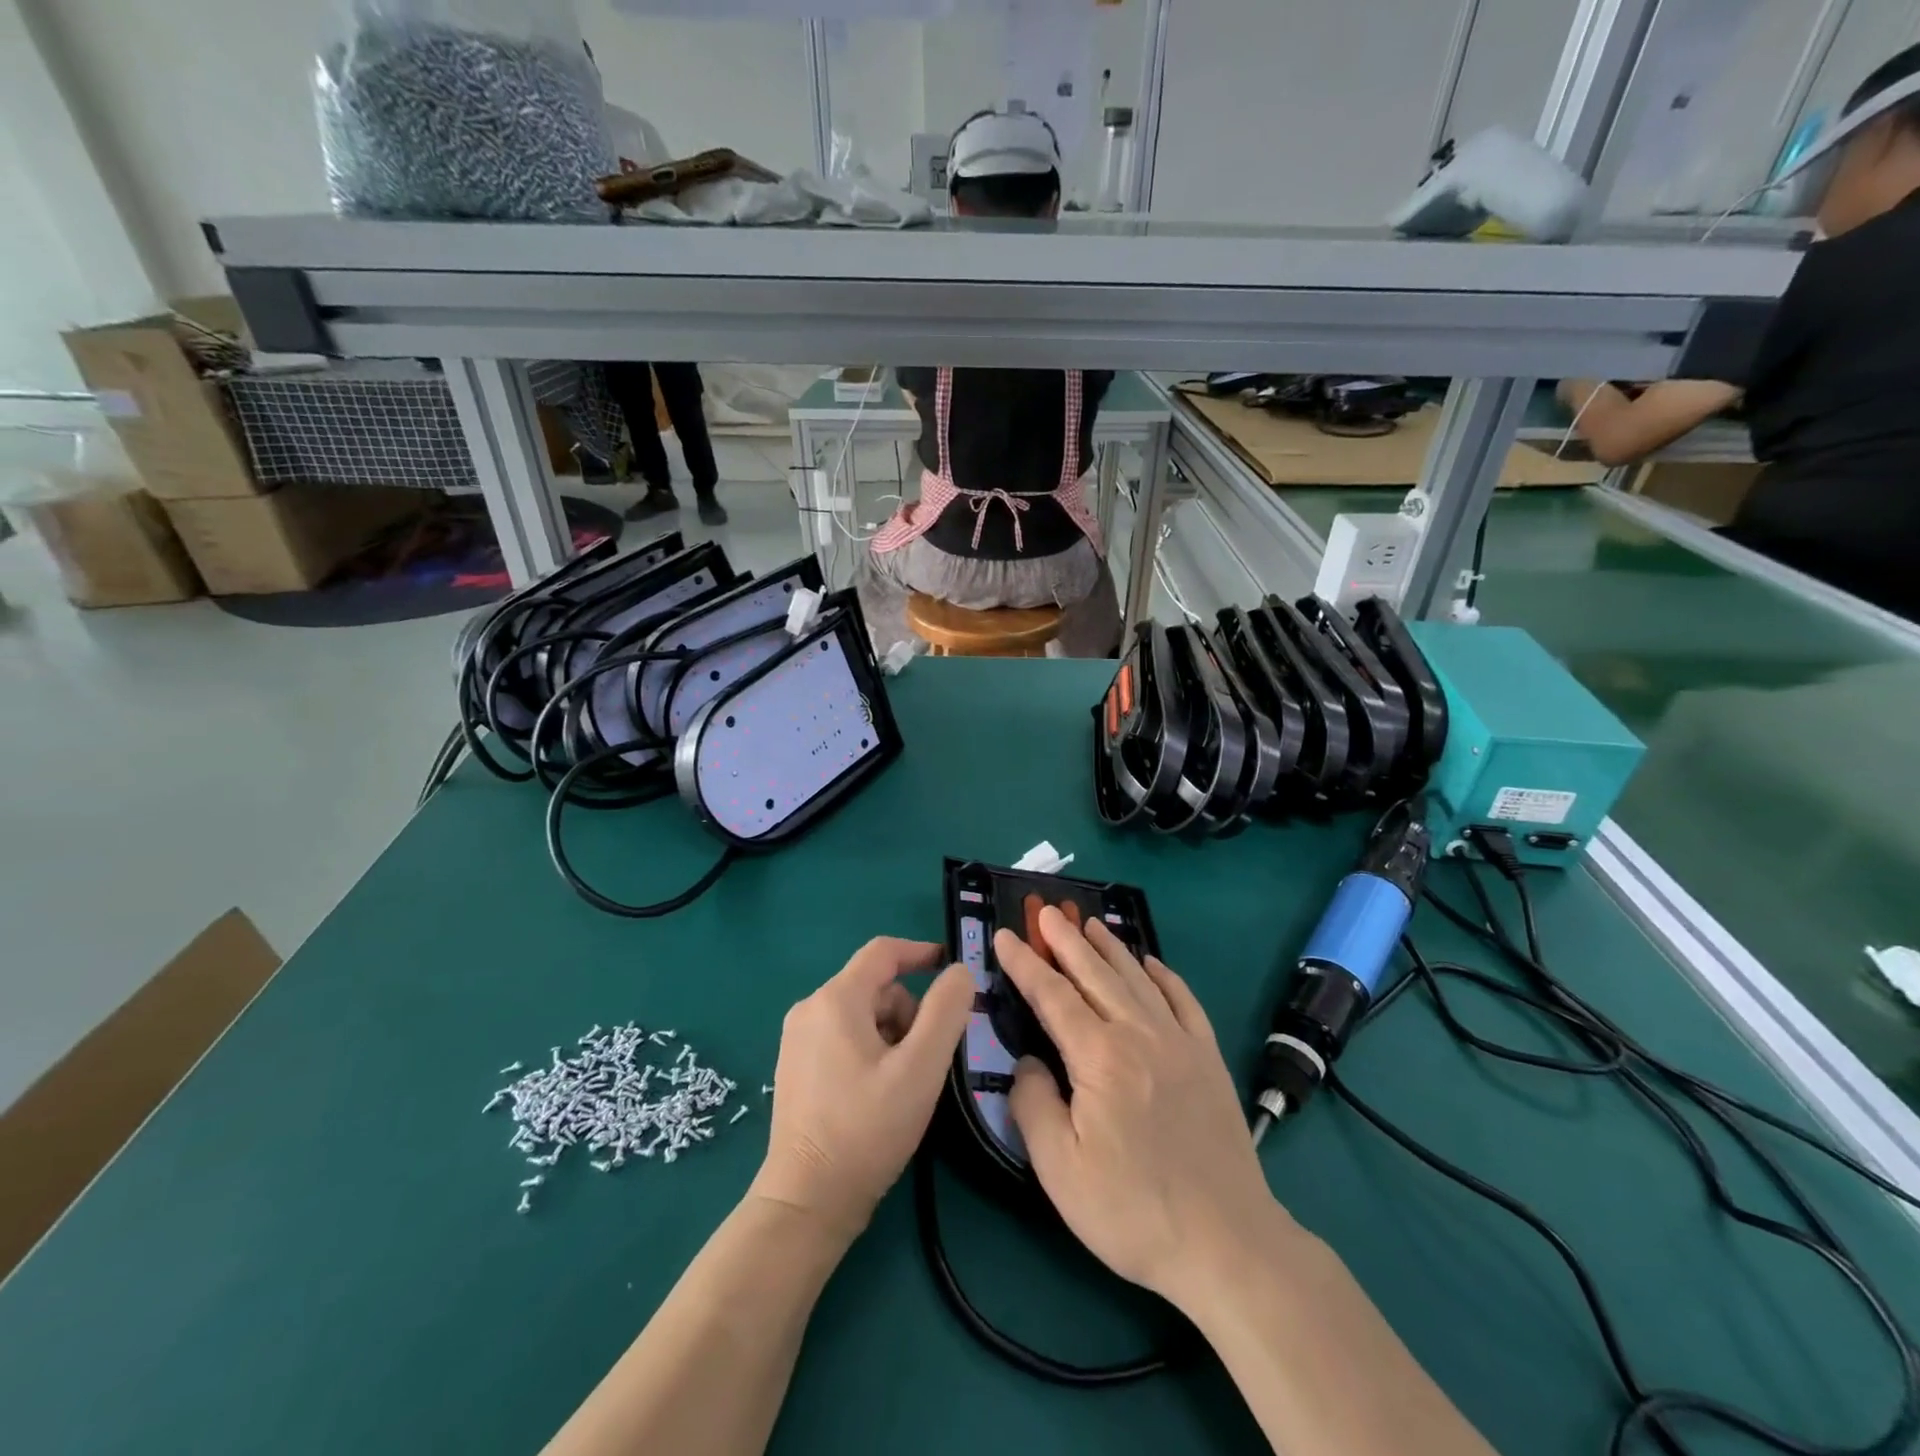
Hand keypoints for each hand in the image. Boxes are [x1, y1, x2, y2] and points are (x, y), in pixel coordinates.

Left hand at [750, 938, 973, 1238]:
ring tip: (904, 1083)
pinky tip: (879, 1093)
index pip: (883, 952)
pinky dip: (871, 1050)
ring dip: (893, 1034)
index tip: (953, 971)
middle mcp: (809, 1009)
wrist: (807, 1203)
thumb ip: (946, 1012)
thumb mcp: (920, 1068)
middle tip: (929, 1058)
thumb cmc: (867, 1129)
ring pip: (862, 1014)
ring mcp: (797, 1039)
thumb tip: (959, 971)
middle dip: (910, 1011)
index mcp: (835, 999)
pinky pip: (844, 1036)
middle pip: (875, 987)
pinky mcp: (795, 1066)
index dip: (922, 953)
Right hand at [998, 908, 1289, 1312]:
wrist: (1228, 1243)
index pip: (1052, 996)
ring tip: (1090, 924)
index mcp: (1099, 1057)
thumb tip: (1028, 1063)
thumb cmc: (1133, 1210)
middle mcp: (1139, 1035)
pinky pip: (1184, 1002)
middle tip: (1047, 912)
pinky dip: (1166, 976)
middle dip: (1066, 940)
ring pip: (1137, 979)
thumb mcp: (1060, 1170)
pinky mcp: (1208, 1059)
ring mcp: (1180, 1043)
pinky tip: (1153, 963)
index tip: (1005, 935)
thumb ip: (1033, 1105)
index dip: (1025, 963)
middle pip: (1095, 974)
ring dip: (1111, 947)